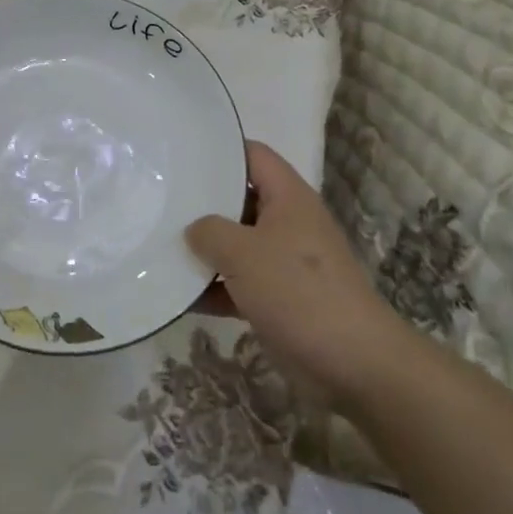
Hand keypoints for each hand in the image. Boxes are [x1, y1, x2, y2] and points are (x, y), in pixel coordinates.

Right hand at [186, 140, 403, 404]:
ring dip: (204, 250)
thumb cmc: (298, 291)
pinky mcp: (279, 298)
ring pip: (236, 244)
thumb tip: (193, 230)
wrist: (354, 364)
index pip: (253, 155)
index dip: (220, 150)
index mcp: (288, 198)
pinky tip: (178, 296)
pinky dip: (213, 288)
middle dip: (202, 203)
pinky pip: (238, 283)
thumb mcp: (243, 252)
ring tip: (158, 244)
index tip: (181, 155)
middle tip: (160, 200)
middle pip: (239, 200)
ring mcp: (284, 262)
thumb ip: (208, 231)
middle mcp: (287, 223)